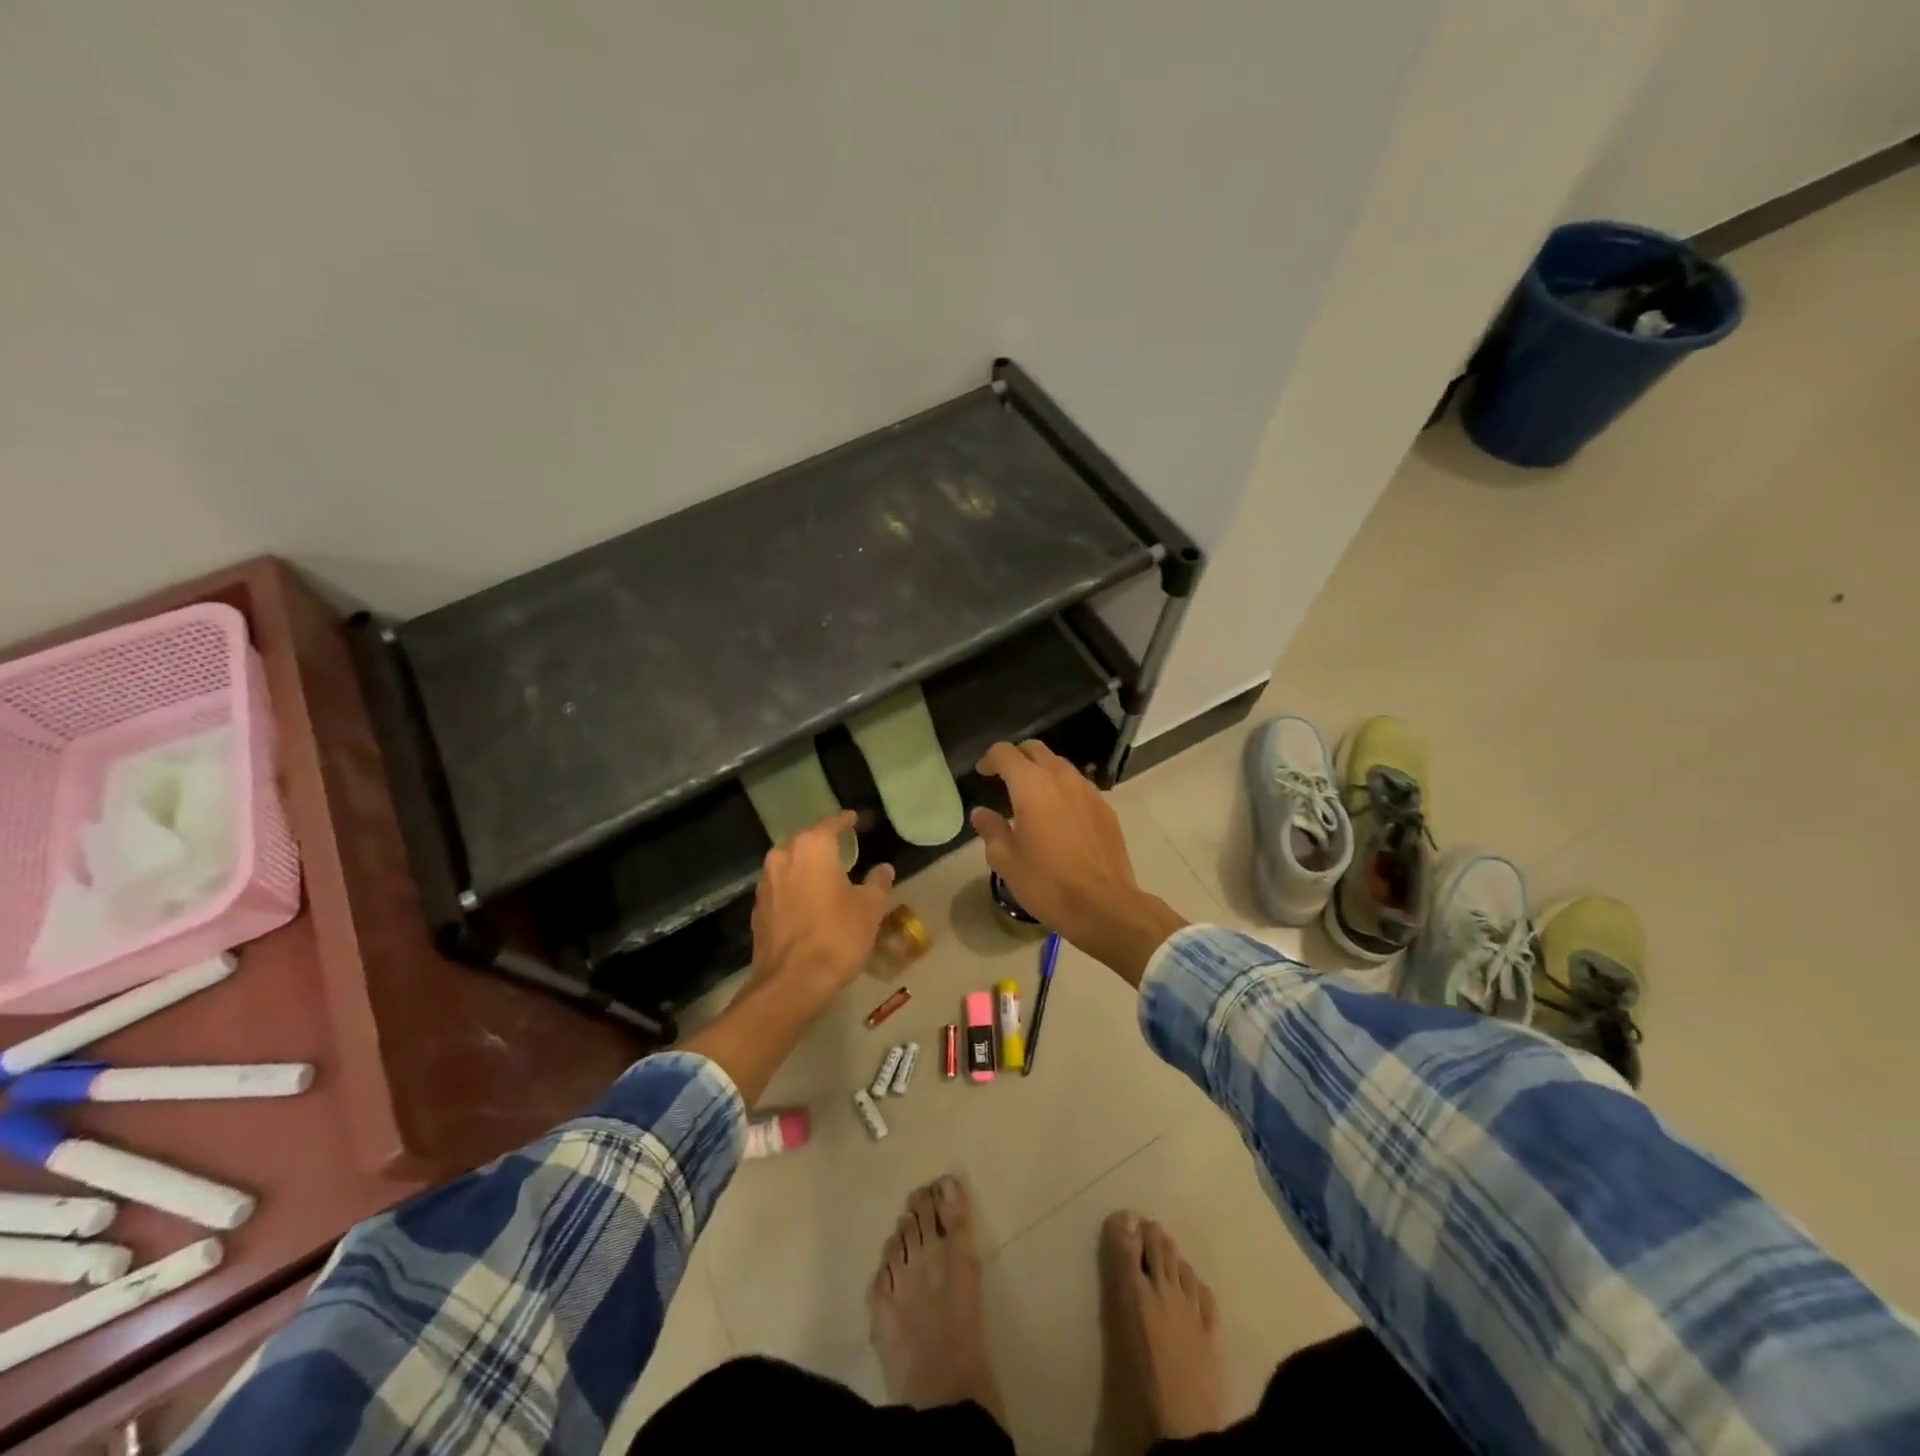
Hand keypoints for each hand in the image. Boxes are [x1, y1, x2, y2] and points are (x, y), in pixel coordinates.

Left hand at [749, 811, 895, 1011]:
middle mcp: (783, 857)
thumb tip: (883, 869)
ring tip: (827, 874)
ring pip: (790, 864)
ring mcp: (766, 883)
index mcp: (812, 847)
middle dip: (823, 843)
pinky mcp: (758, 909)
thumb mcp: (870, 908)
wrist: (792, 982)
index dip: (845, 821)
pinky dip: (796, 888)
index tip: (855, 819)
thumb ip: (878, 883)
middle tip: (843, 847)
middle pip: (805, 841)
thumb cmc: (837, 935)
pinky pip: (781, 887)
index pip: (831, 824)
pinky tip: (809, 900)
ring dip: (807, 866)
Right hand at [971, 742, 1186, 984]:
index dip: (989, 759)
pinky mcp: (1105, 807)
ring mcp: (1088, 790)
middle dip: (1017, 757)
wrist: (1104, 905)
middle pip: (1035, 749)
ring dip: (1042, 771)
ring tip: (1032, 797)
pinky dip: (1063, 789)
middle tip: (1004, 778)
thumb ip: (991, 829)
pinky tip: (1059, 815)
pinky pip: (1079, 785)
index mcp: (1031, 786)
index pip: (1005, 753)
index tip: (982, 774)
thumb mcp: (1006, 861)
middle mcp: (1061, 778)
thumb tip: (981, 813)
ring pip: (1060, 765)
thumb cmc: (1047, 883)